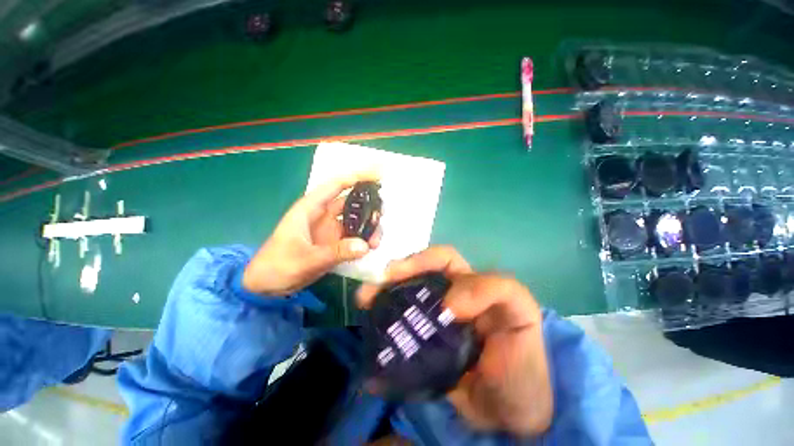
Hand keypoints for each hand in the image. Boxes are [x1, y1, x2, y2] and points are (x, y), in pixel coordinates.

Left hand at [243, 172, 381, 295]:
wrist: (267, 286)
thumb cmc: (278, 266)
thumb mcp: (306, 259)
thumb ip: (336, 252)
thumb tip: (365, 245)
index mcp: (311, 208)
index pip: (336, 185)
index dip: (358, 177)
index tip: (379, 176)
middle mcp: (323, 215)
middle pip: (351, 203)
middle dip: (368, 206)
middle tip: (382, 215)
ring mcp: (330, 230)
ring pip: (355, 221)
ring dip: (368, 227)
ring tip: (376, 240)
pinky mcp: (334, 243)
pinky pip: (354, 236)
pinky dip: (364, 240)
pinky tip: (371, 247)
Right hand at [357, 246, 552, 436]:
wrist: (513, 415)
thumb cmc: (524, 359)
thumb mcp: (521, 312)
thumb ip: (494, 290)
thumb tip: (446, 303)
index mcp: (468, 285)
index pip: (441, 259)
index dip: (421, 260)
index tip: (400, 274)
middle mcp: (447, 298)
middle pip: (416, 277)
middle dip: (392, 276)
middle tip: (372, 287)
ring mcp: (433, 324)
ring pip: (404, 300)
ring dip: (383, 296)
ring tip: (364, 300)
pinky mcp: (423, 349)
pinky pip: (401, 331)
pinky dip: (384, 327)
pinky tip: (370, 329)